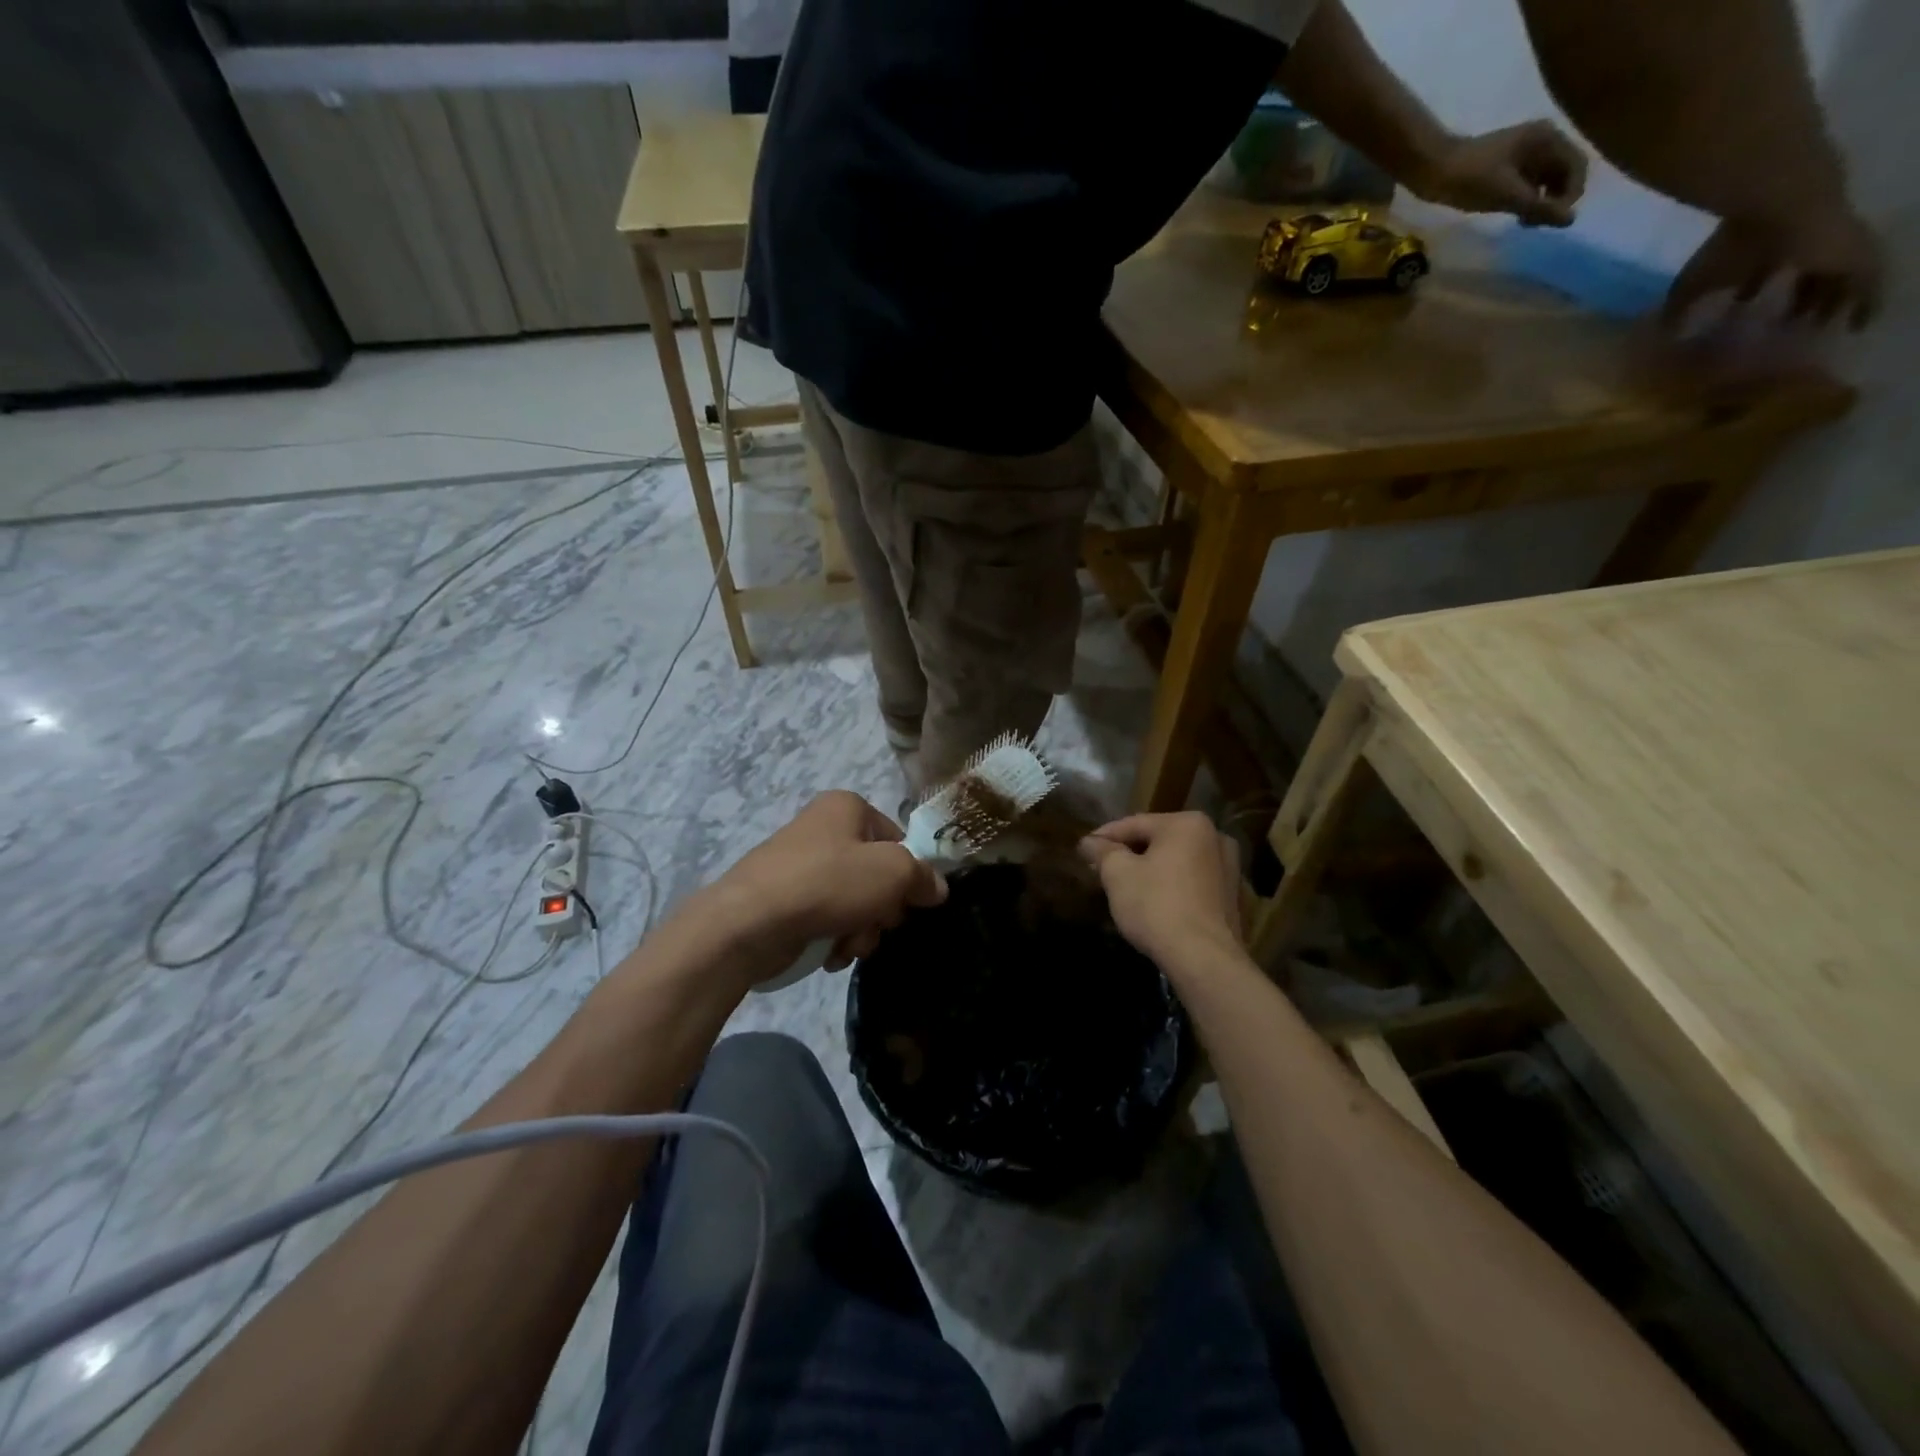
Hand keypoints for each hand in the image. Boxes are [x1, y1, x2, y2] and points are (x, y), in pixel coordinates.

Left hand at [701, 791, 946, 982]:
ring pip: (856, 902)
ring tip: (846, 945)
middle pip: (877, 874)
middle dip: (882, 909)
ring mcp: (802, 867)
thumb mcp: (893, 872)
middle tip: (874, 924)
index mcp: (847, 807)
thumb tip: (936, 888)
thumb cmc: (828, 884)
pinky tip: (829, 954)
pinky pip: (828, 919)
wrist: (749, 923)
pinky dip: (835, 938)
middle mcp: (823, 829)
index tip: (909, 902)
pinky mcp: (787, 901)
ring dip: (861, 930)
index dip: (909, 873)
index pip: (898, 839)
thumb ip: (922, 876)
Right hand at [1077, 812, 1244, 974]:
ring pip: (1176, 862)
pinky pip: (1191, 882)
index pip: (1134, 824)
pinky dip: (1171, 886)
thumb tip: (1089, 842)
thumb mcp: (1118, 874)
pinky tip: (1152, 902)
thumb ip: (1102, 851)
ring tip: (1123, 887)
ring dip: (1150, 870)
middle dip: (1128, 854)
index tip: (1083, 849)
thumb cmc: (1156, 906)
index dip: (1104, 837)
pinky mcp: (1232, 896)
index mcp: (1188, 824)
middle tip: (1100, 869)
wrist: (1203, 959)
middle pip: (1158, 840)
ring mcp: (1229, 868)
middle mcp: (1215, 837)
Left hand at [1417, 121, 1587, 226]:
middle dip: (1555, 200)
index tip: (1551, 221)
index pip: (1578, 166)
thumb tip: (1570, 220)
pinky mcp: (1508, 167)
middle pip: (1564, 174)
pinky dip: (1527, 200)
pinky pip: (1529, 184)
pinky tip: (1515, 216)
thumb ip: (1539, 207)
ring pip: (1546, 181)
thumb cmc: (1471, 179)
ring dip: (1541, 203)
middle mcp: (1543, 141)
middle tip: (1534, 224)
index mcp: (1549, 139)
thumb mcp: (1507, 195)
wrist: (1433, 170)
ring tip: (1523, 223)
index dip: (1570, 195)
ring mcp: (1525, 154)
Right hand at [1664, 209, 1882, 329]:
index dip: (1750, 290)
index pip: (1759, 273)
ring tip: (1819, 328)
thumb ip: (1676, 311)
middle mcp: (1800, 250)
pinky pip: (1867, 287)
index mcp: (1763, 253)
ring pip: (1835, 282)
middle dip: (1796, 299)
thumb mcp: (1693, 285)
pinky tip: (1857, 327)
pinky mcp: (1858, 257)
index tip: (1741, 310)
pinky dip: (1863, 306)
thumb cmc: (1732, 247)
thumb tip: (1659, 336)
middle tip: (1789, 325)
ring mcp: (1833, 251)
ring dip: (1829, 303)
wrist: (1784, 207)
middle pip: (1802, 277)